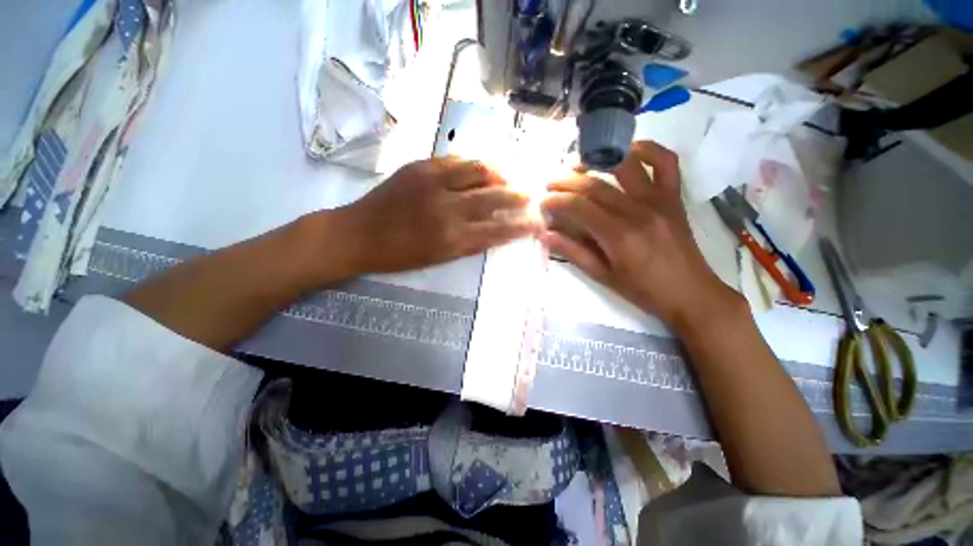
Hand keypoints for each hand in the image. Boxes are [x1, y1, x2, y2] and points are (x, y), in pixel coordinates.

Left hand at [330, 157, 540, 274]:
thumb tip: (494, 231)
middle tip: (529, 194)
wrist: (356, 234)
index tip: (536, 222)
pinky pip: (455, 160)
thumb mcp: (437, 259)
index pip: (498, 231)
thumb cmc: (398, 255)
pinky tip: (480, 167)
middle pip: (493, 197)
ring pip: (478, 170)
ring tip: (507, 176)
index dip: (520, 227)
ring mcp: (433, 183)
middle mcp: (447, 209)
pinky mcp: (419, 166)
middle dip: (516, 196)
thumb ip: (469, 244)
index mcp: (451, 239)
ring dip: (498, 174)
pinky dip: (473, 163)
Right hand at [541, 141, 740, 328]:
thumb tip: (546, 234)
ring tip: (577, 165)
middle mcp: (637, 211)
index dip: (556, 201)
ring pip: (624, 165)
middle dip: (566, 181)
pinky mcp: (673, 196)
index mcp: (618, 235)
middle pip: (595, 185)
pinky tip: (626, 152)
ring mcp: (659, 199)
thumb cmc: (642, 290)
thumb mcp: (602, 276)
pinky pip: (665, 161)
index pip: (579, 207)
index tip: (543, 202)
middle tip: (550, 183)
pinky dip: (646, 149)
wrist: (690, 293)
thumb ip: (573, 252)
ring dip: (597, 159)